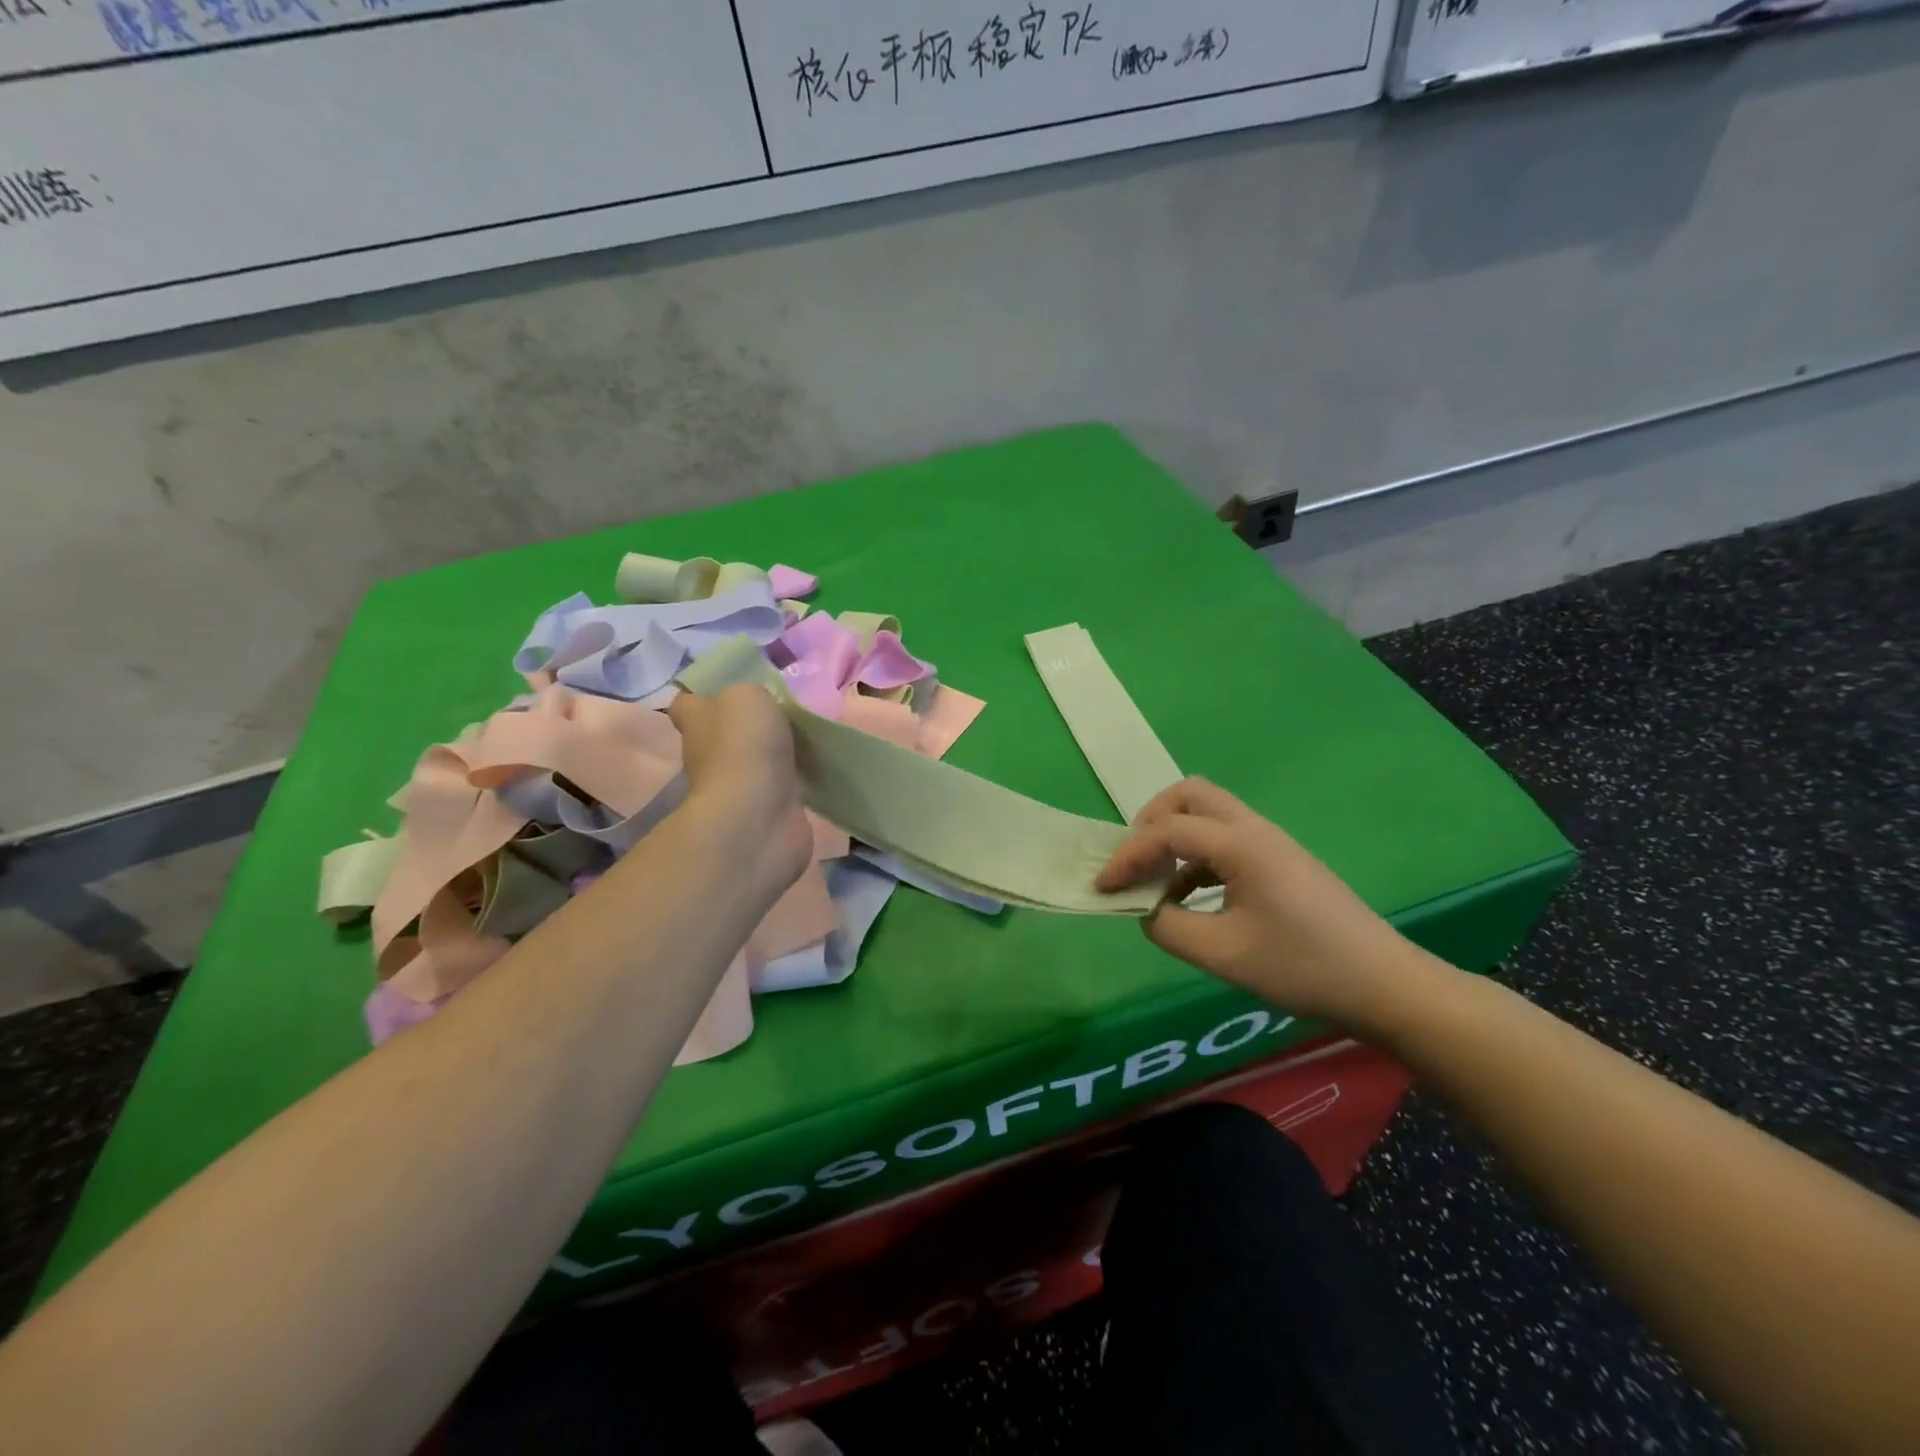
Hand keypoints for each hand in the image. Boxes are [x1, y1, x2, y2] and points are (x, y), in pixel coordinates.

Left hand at [668, 684, 810, 901]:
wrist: (757, 815)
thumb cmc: (743, 746)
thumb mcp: (747, 695)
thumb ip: (751, 695)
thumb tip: (756, 707)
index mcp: (697, 722)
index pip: (687, 704)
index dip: (702, 696)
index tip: (731, 691)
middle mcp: (709, 755)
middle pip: (724, 734)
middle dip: (748, 727)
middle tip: (785, 714)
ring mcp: (737, 787)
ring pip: (756, 762)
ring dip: (776, 754)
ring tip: (808, 739)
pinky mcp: (766, 811)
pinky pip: (781, 787)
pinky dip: (795, 780)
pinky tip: (816, 768)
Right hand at [1098, 778, 1432, 1026]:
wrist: (1384, 984)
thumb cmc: (1303, 967)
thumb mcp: (1224, 955)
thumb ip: (1169, 927)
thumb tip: (1142, 909)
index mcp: (1241, 844)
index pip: (1167, 831)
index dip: (1128, 855)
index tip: (1103, 886)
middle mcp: (1254, 830)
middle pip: (1190, 795)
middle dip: (1151, 821)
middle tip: (1132, 860)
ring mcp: (1270, 843)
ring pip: (1208, 814)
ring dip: (1173, 837)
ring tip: (1154, 882)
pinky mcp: (1278, 861)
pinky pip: (1223, 841)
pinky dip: (1195, 857)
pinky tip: (1188, 899)